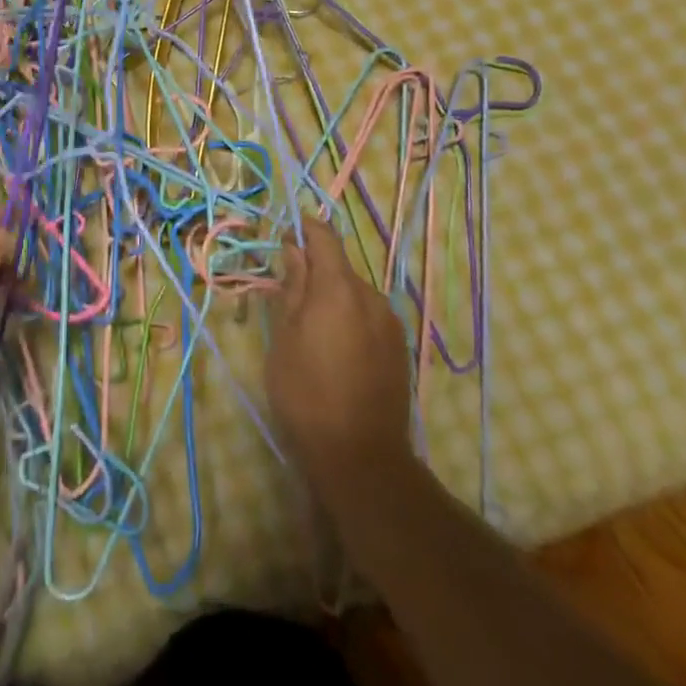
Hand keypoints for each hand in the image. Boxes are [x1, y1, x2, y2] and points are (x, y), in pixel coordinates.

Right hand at [265, 216, 412, 503]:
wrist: (361, 457)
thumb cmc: (307, 393)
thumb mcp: (284, 337)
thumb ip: (292, 287)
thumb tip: (293, 248)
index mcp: (339, 288)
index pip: (325, 237)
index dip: (304, 228)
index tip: (284, 233)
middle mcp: (372, 297)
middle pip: (340, 267)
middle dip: (315, 270)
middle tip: (287, 294)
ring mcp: (391, 324)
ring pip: (355, 294)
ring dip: (333, 298)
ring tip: (310, 329)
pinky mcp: (401, 349)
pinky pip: (369, 317)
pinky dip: (350, 319)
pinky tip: (335, 350)